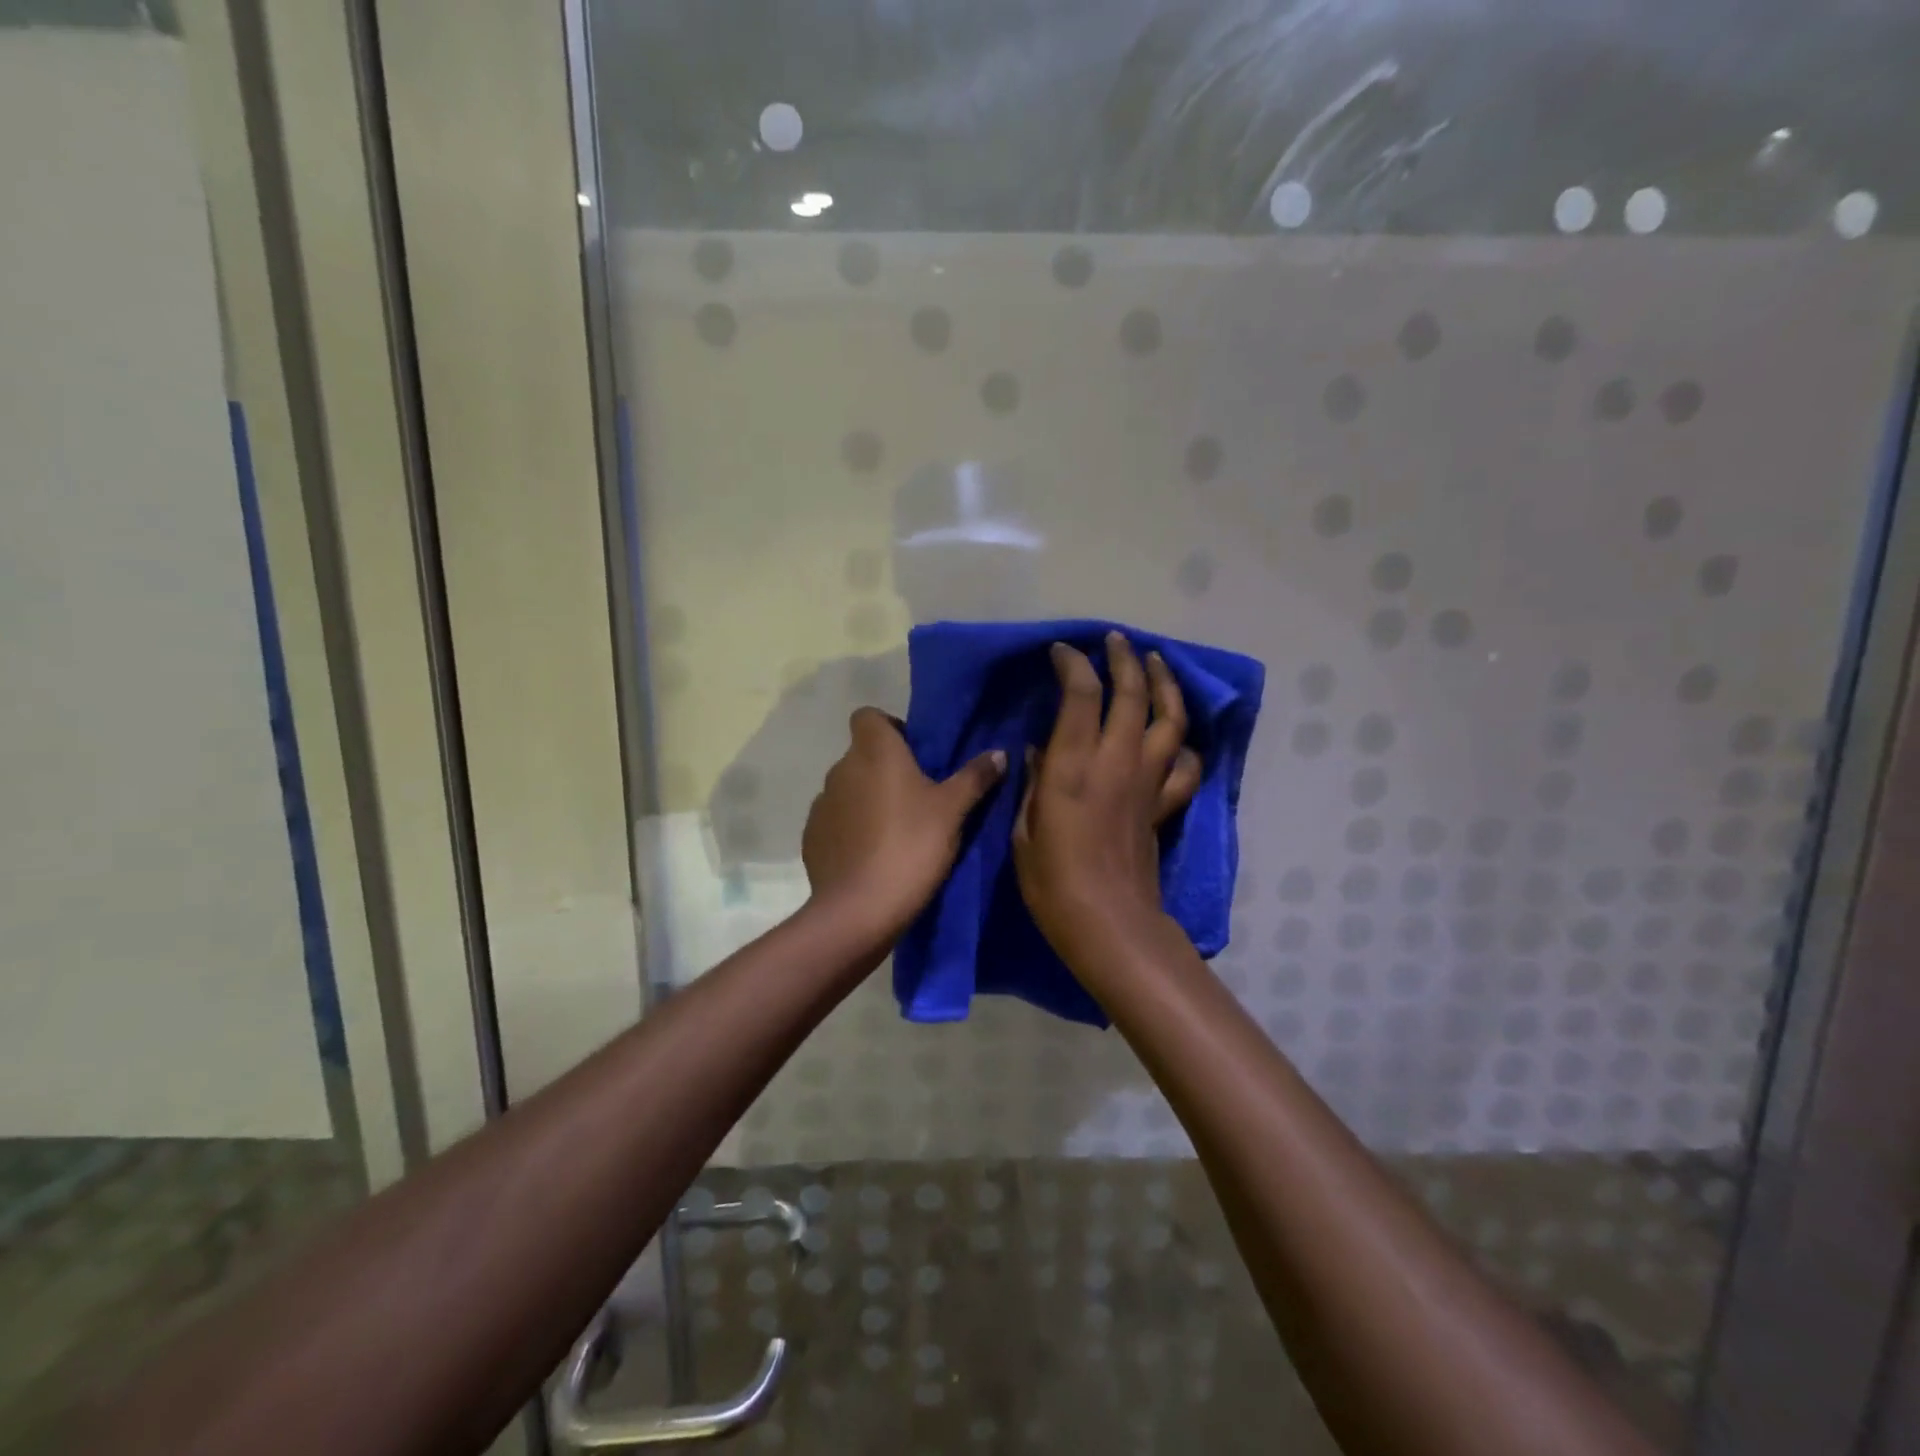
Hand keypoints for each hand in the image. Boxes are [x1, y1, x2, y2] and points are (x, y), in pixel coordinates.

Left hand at [802, 707, 1005, 944]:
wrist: (861, 909)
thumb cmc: (911, 846)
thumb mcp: (953, 811)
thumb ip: (975, 777)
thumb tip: (999, 753)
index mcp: (874, 751)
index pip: (868, 716)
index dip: (890, 728)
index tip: (914, 753)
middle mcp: (841, 769)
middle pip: (862, 755)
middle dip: (885, 769)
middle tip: (917, 798)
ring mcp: (821, 804)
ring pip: (848, 789)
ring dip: (867, 800)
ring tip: (896, 831)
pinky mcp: (812, 837)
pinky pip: (836, 821)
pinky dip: (851, 829)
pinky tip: (872, 855)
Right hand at [1012, 633, 1202, 960]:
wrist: (1109, 922)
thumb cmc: (1052, 881)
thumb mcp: (1024, 829)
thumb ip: (1035, 782)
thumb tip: (1039, 750)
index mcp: (1074, 764)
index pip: (1081, 693)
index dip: (1073, 663)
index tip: (1062, 651)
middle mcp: (1117, 761)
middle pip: (1132, 693)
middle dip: (1124, 658)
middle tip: (1115, 641)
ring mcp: (1148, 781)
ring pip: (1169, 718)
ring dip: (1164, 684)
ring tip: (1156, 663)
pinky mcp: (1164, 803)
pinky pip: (1185, 764)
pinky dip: (1183, 743)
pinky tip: (1174, 735)